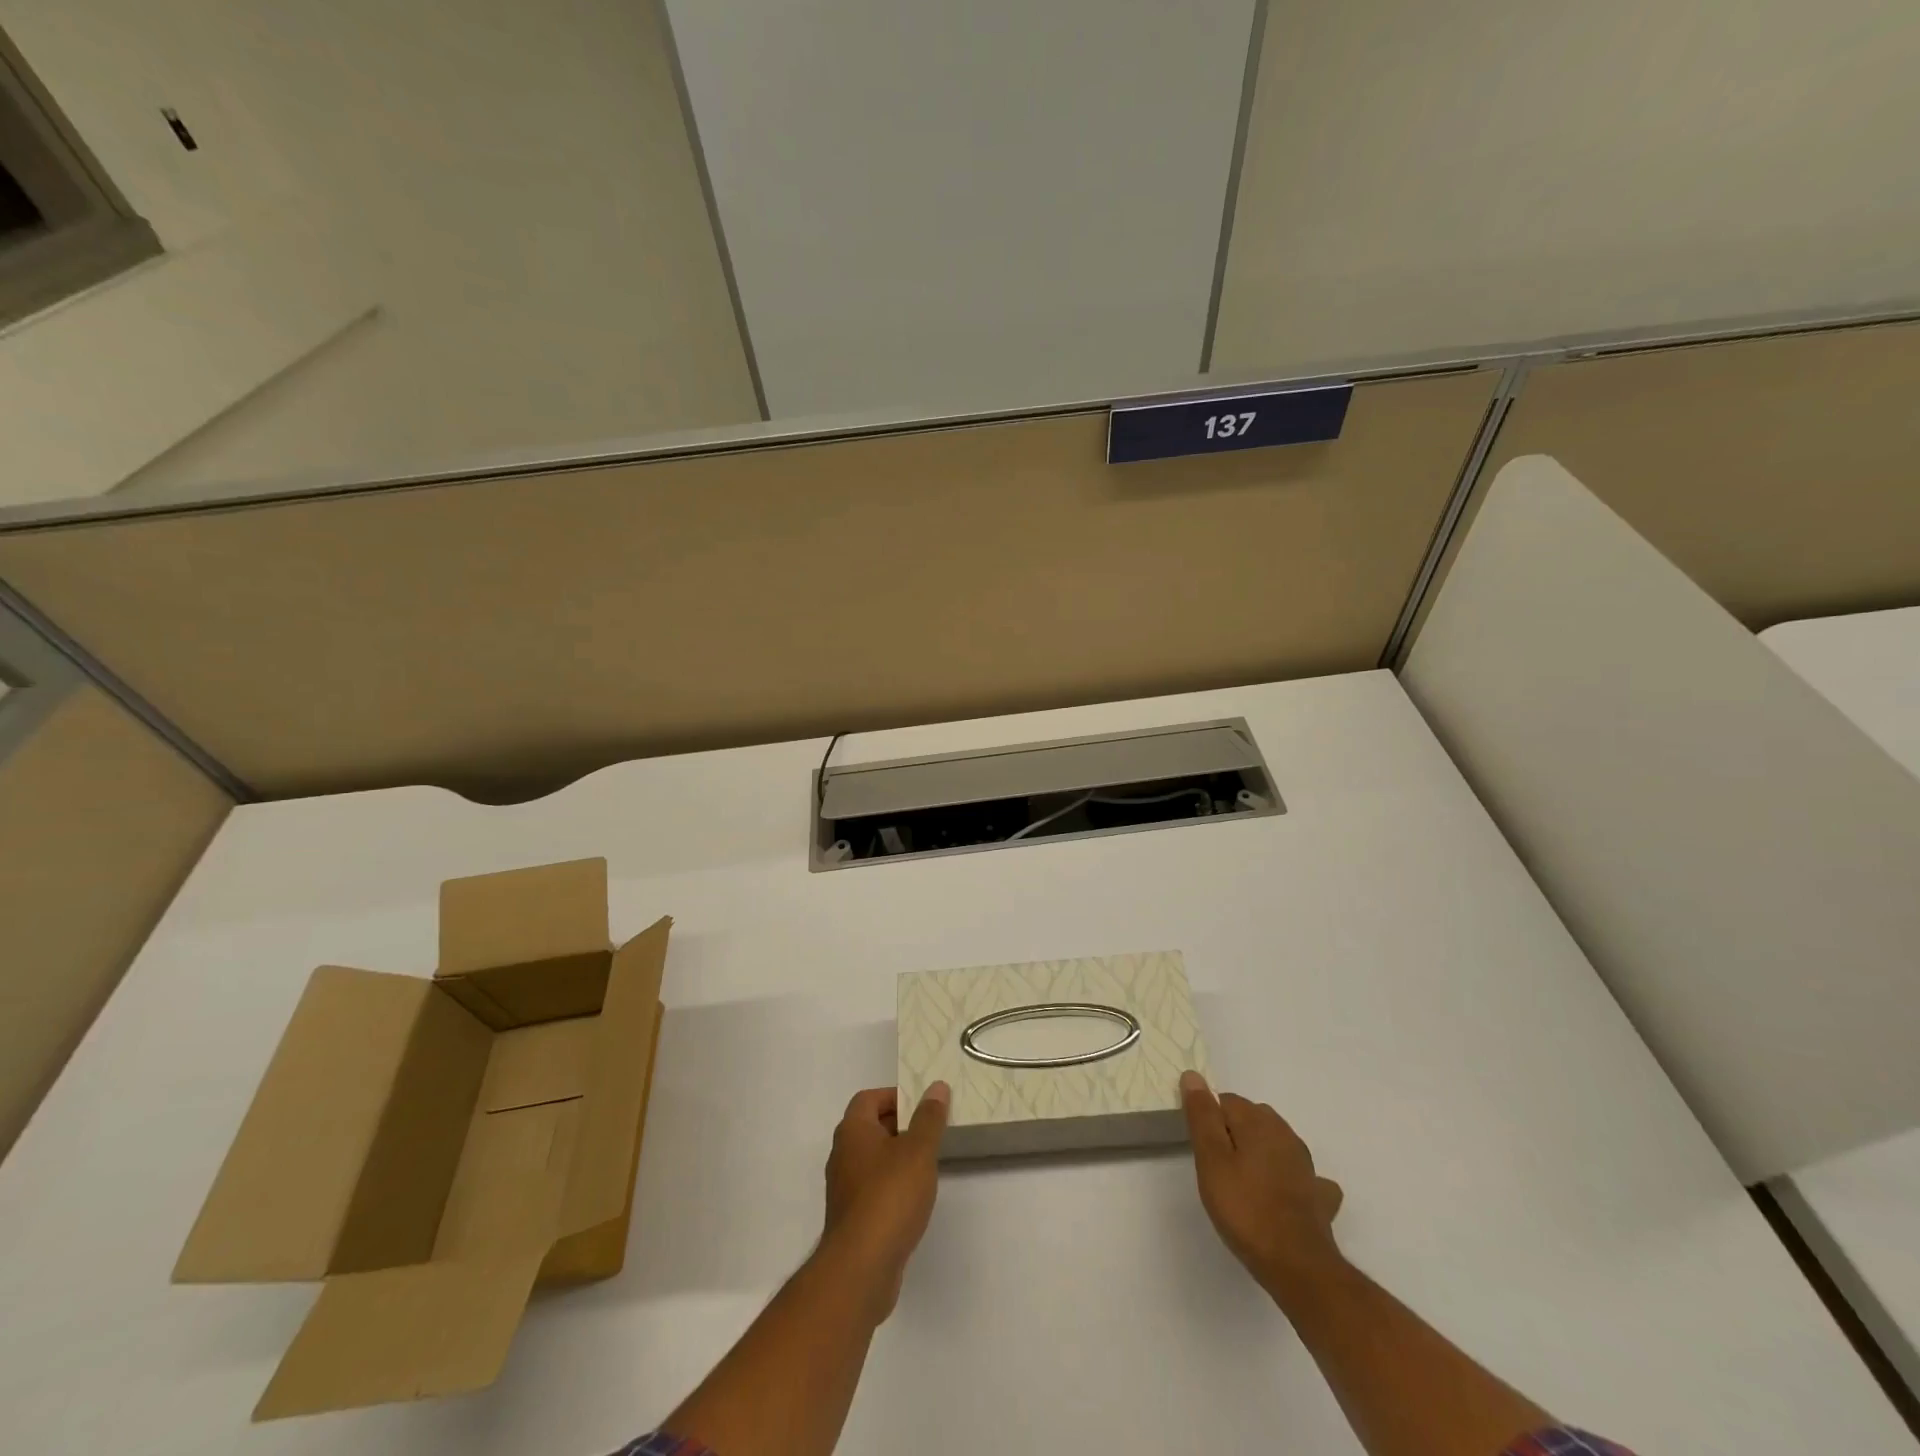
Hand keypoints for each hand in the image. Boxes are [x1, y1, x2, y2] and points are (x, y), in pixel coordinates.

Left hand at [819, 1082, 949, 1321]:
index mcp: (853, 1131)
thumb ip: (929, 1118)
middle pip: (870, 1127)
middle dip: (900, 1125)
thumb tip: (936, 1087)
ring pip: (872, 1159)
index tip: (922, 1105)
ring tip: (927, 1163)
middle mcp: (843, 1154)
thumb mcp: (918, 1150)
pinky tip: (914, 1198)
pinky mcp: (852, 1218)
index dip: (895, 1096)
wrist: (861, 1268)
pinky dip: (892, 1185)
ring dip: (897, 1157)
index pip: (868, 1098)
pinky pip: (873, 1188)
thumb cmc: (890, 1196)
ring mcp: (845, 1188)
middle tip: (931, 1130)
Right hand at [1180, 1070, 1344, 1303]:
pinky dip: (1289, 1178)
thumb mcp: (1211, 1159)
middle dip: (1233, 1132)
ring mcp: (1306, 1165)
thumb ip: (1202, 1116)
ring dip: (1260, 1152)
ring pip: (1276, 1143)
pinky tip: (1282, 1195)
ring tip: (1243, 1180)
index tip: (1201, 1148)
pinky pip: (1300, 1175)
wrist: (1298, 1266)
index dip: (1209, 1120)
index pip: (1226, 1101)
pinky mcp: (1318, 1195)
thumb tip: (1193, 1075)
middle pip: (1252, 1119)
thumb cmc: (1246, 1208)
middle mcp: (1285, 1134)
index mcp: (1258, 1122)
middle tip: (1216, 1166)